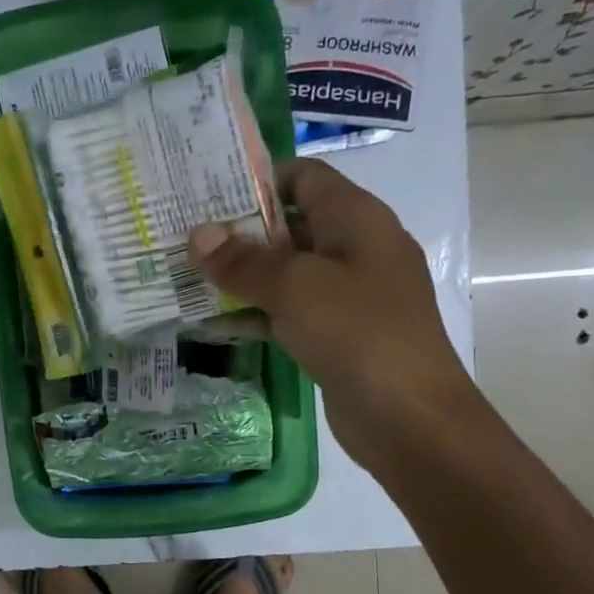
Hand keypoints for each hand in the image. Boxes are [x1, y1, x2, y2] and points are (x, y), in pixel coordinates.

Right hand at [189, 157, 478, 471]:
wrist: (408, 416)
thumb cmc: (357, 332)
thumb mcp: (295, 287)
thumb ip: (243, 261)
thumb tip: (198, 235)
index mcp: (356, 219)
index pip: (304, 177)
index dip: (257, 179)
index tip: (206, 193)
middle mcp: (354, 249)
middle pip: (290, 225)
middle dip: (239, 231)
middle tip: (185, 237)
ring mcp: (346, 296)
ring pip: (286, 273)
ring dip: (242, 276)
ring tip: (187, 276)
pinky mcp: (336, 335)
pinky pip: (289, 312)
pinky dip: (255, 313)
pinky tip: (213, 322)